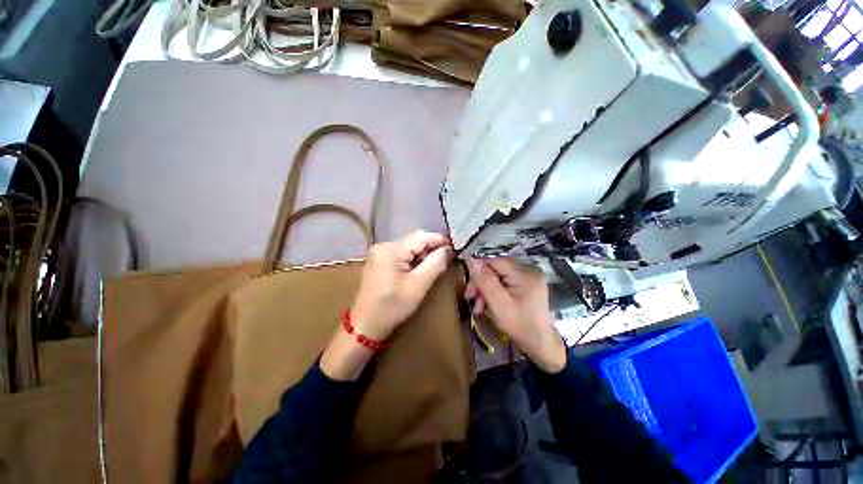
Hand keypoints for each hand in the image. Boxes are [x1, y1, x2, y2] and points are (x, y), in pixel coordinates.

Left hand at [350, 230, 453, 339]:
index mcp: (391, 250)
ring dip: (423, 254)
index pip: (421, 237)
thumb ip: (435, 264)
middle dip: (432, 248)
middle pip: (415, 240)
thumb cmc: (392, 307)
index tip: (456, 248)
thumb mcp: (418, 286)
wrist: (365, 325)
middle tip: (447, 259)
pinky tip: (419, 269)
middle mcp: (383, 245)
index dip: (440, 240)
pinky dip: (414, 259)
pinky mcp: (380, 260)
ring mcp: (380, 252)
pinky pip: (402, 253)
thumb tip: (449, 249)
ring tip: (435, 266)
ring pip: (409, 246)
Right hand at [465, 258, 565, 372]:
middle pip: (495, 267)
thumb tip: (470, 259)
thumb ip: (485, 281)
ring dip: (484, 288)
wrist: (540, 345)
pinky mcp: (524, 283)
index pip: (494, 259)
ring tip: (477, 306)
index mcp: (524, 274)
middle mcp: (527, 269)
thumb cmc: (520, 327)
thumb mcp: (499, 305)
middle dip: (480, 281)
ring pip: (496, 274)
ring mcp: (527, 276)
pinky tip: (486, 304)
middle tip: (470, 297)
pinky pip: (502, 281)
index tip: (467, 282)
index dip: (478, 266)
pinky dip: (492, 291)